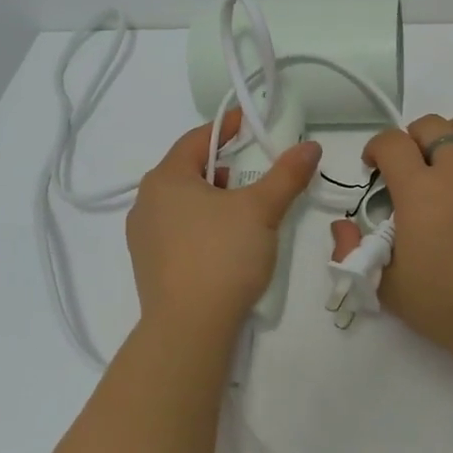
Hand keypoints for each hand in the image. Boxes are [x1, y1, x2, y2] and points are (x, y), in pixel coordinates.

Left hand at [127, 111, 322, 337]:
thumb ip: (286, 175)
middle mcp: (145, 202)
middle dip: (220, 166)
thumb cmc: (222, 256)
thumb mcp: (261, 210)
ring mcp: (142, 236)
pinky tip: (222, 243)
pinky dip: (200, 224)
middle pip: (187, 170)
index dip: (225, 128)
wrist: (188, 328)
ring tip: (241, 211)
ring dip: (210, 198)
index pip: (196, 139)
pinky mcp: (148, 265)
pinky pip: (176, 230)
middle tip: (250, 173)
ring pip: (181, 202)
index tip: (248, 123)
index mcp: (165, 178)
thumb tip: (310, 147)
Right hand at [331, 111, 452, 374]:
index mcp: (420, 192)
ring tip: (447, 162)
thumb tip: (343, 224)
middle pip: (431, 125)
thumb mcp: (388, 288)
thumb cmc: (450, 308)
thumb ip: (354, 252)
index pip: (392, 142)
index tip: (374, 169)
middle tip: (408, 171)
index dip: (376, 148)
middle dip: (411, 140)